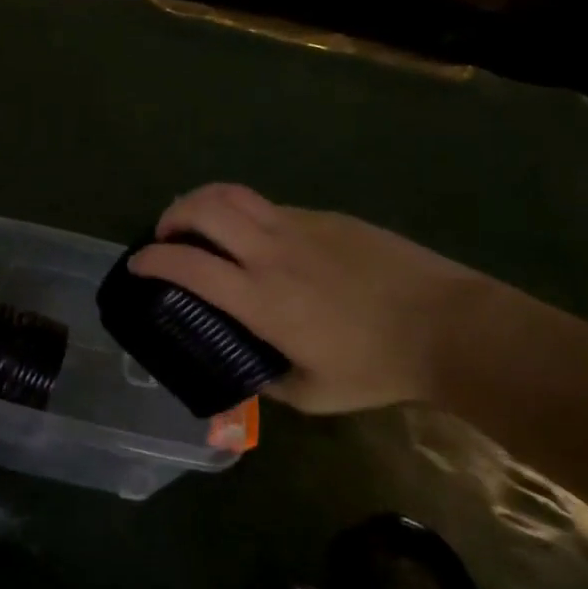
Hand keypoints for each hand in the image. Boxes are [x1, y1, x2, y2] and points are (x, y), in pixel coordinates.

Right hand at [127, 184, 492, 414]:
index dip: (151, 260)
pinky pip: (271, 206)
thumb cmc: (378, 367)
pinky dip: (247, 215)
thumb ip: (267, 380)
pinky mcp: (326, 217)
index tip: (136, 265)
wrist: (451, 328)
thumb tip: (244, 371)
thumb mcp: (312, 393)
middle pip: (203, 208)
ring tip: (200, 223)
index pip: (186, 264)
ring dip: (203, 203)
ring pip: (234, 194)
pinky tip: (261, 240)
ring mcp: (300, 227)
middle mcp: (270, 252)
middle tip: (166, 236)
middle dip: (172, 216)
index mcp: (260, 297)